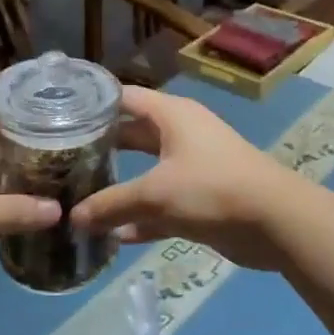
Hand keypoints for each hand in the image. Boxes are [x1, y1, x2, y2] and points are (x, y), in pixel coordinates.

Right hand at [70, 86, 298, 270]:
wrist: (276, 221)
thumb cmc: (212, 188)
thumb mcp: (155, 194)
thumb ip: (111, 204)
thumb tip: (73, 217)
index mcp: (172, 115)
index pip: (124, 97)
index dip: (93, 104)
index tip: (58, 117)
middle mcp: (180, 134)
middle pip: (132, 135)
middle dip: (100, 149)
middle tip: (60, 162)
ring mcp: (192, 168)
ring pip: (146, 173)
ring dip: (119, 189)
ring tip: (78, 199)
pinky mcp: (200, 200)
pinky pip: (161, 206)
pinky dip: (141, 219)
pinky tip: (114, 237)